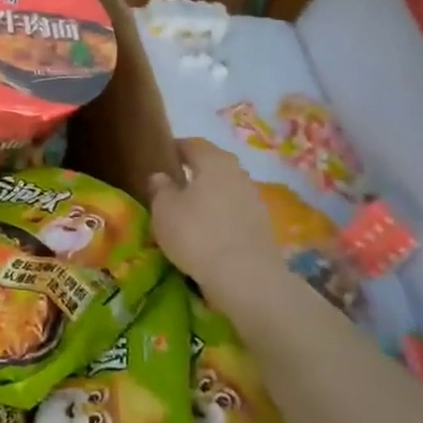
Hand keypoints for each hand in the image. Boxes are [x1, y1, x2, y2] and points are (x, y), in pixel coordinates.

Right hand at [148, 138, 283, 294]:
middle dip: (195, 170)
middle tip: (174, 181)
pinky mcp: (262, 226)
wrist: (246, 277)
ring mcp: (254, 200)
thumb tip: (161, 176)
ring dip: (209, 193)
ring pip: (226, 188)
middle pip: (214, 164)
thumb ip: (160, 188)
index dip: (175, 148)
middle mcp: (238, 174)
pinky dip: (220, 214)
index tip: (161, 155)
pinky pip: (235, 210)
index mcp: (214, 162)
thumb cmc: (197, 234)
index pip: (192, 145)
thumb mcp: (164, 210)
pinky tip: (208, 229)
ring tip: (189, 208)